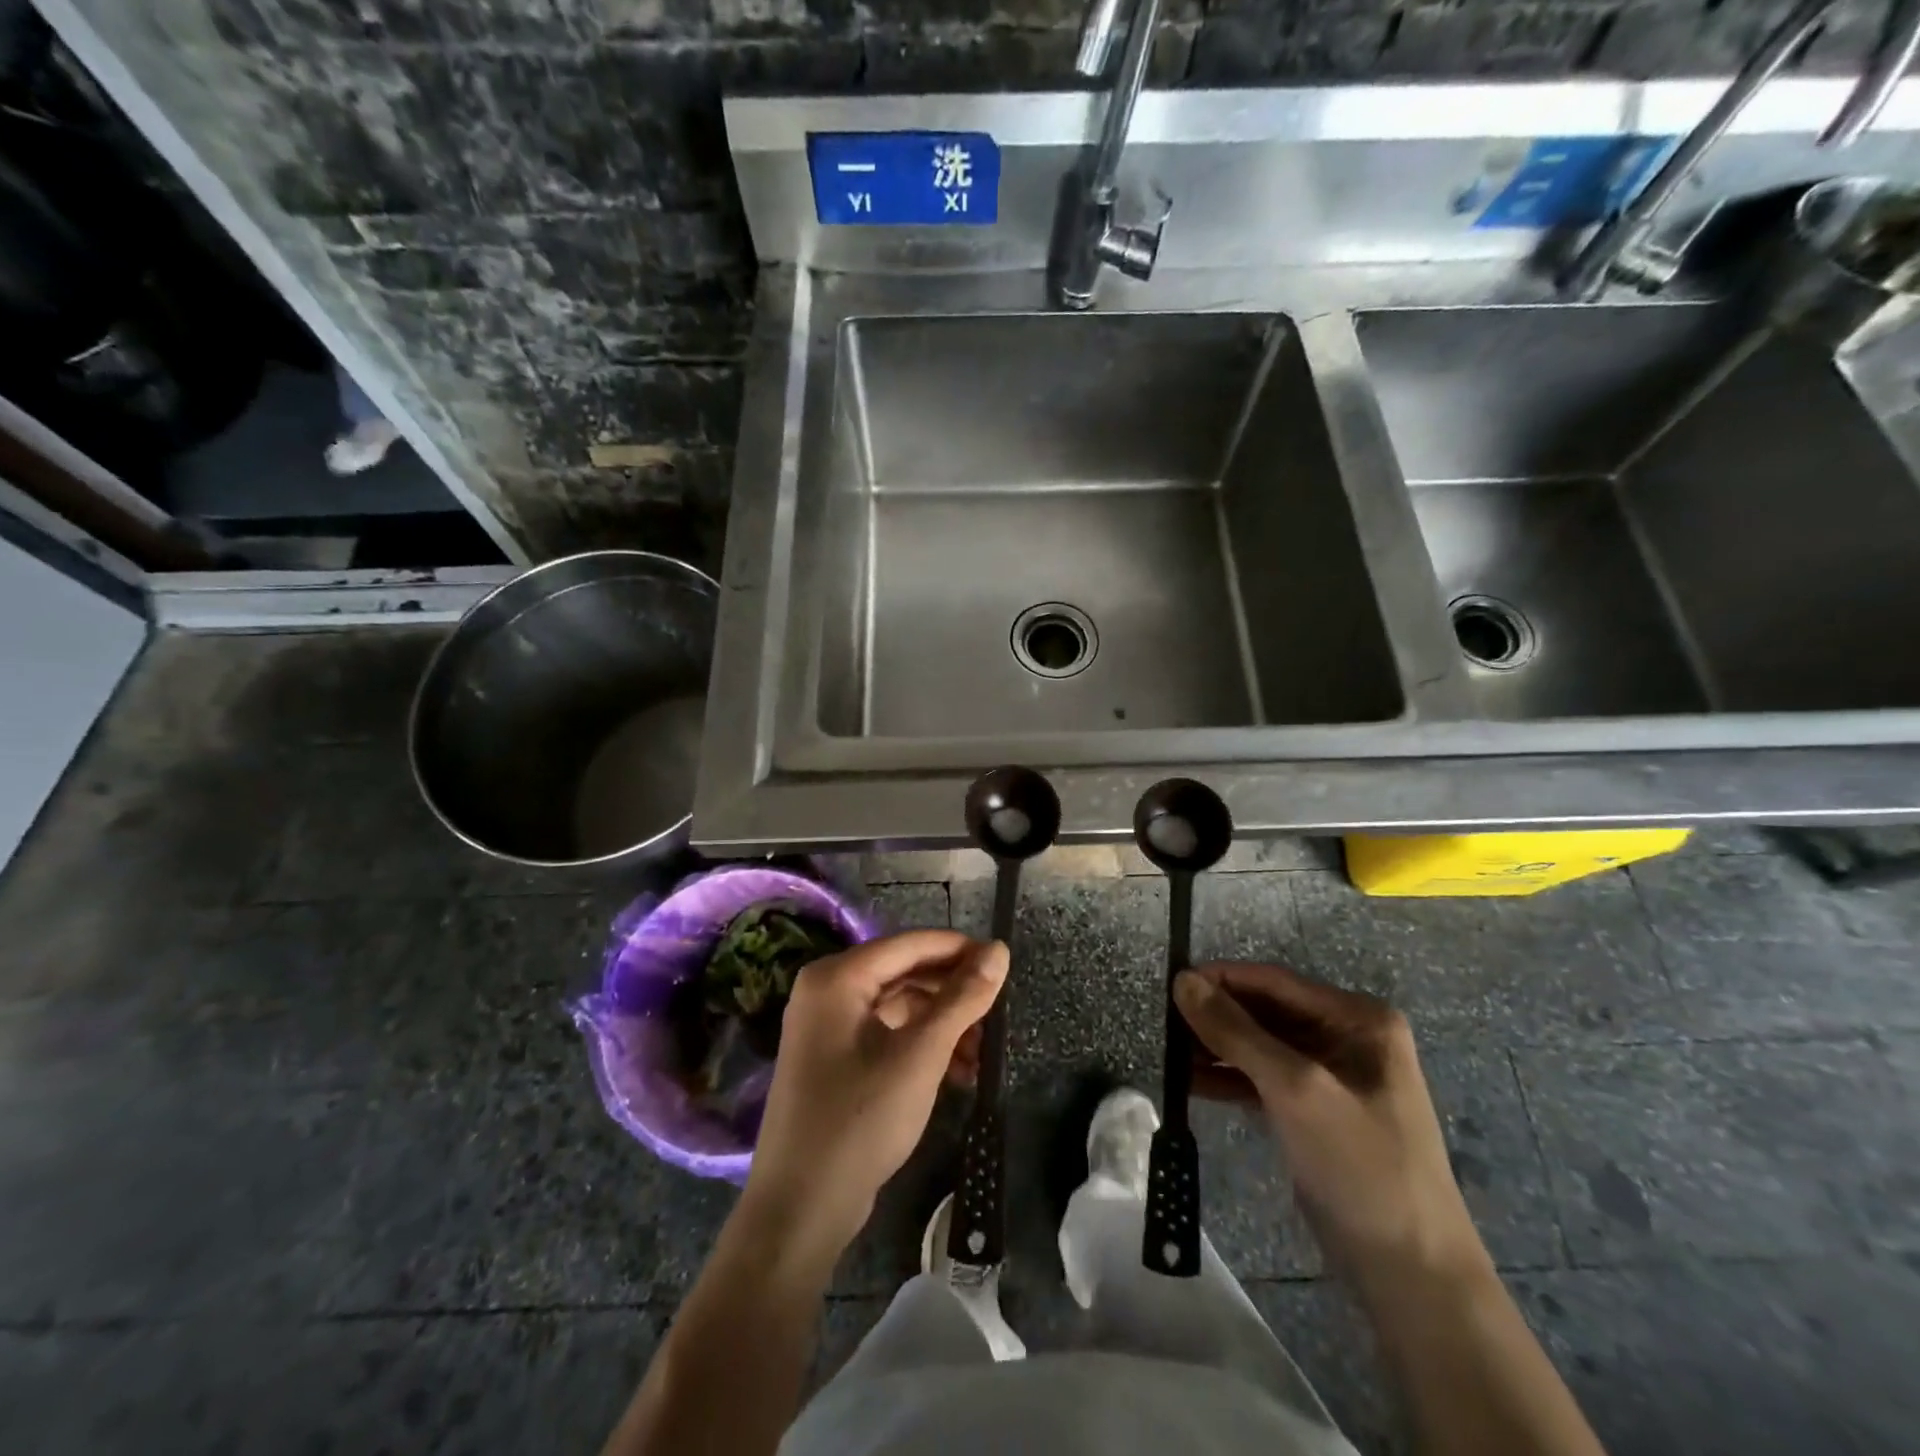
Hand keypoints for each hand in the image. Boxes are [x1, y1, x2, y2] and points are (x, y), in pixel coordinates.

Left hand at [741, 930, 1007, 1268]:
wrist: (801, 1209)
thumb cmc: (861, 1119)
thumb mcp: (921, 1054)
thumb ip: (962, 998)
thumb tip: (999, 949)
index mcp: (837, 977)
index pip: (910, 944)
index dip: (960, 950)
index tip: (1004, 964)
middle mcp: (828, 990)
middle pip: (905, 973)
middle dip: (954, 995)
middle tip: (998, 1015)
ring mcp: (828, 1026)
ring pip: (900, 1006)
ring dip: (943, 1025)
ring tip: (983, 1055)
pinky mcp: (835, 1059)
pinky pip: (888, 1034)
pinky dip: (923, 1046)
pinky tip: (958, 1073)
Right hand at [1173, 963, 1488, 1291]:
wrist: (1411, 1274)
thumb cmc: (1361, 1166)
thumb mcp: (1295, 1089)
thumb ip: (1236, 1031)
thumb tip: (1182, 980)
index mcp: (1358, 1019)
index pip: (1274, 981)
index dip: (1221, 979)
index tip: (1169, 984)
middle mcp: (1346, 1036)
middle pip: (1265, 1011)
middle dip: (1216, 1016)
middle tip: (1163, 1023)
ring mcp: (1331, 1075)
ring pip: (1260, 1044)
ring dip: (1216, 1047)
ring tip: (1169, 1052)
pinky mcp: (1314, 1109)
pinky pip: (1263, 1077)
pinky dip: (1229, 1077)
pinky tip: (1190, 1082)